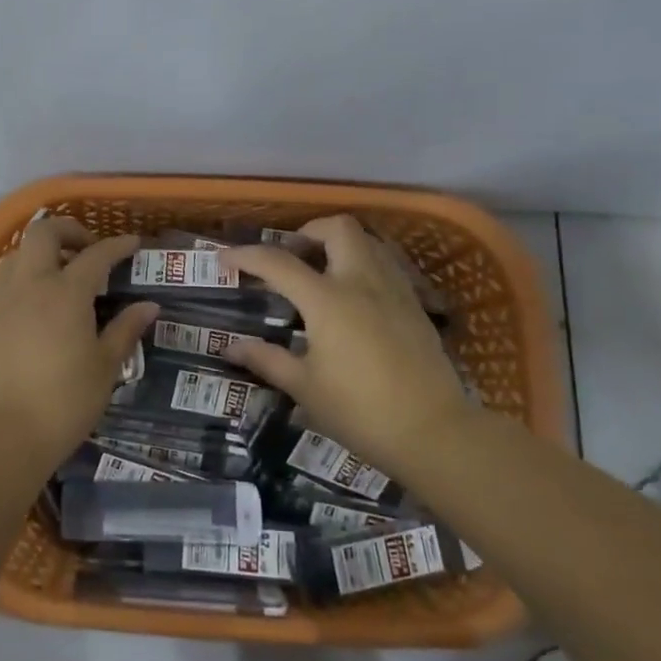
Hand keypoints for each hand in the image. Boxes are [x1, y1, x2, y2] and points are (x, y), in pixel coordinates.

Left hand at [0, 217, 157, 467]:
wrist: (3, 434)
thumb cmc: (64, 401)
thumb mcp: (105, 367)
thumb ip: (125, 330)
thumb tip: (148, 306)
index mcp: (66, 293)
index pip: (95, 255)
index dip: (117, 245)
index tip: (134, 243)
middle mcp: (31, 285)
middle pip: (43, 233)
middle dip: (68, 230)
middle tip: (89, 249)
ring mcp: (5, 302)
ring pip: (17, 253)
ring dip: (41, 250)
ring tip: (63, 272)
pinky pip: (7, 281)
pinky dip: (26, 275)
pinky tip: (41, 302)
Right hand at [221, 215, 476, 478]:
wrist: (434, 431)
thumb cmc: (360, 411)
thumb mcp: (305, 388)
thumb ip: (267, 360)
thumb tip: (231, 347)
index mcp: (327, 300)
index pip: (279, 263)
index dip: (247, 255)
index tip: (226, 257)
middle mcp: (361, 281)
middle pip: (337, 228)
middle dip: (309, 231)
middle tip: (292, 255)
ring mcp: (394, 289)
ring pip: (368, 241)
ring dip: (340, 244)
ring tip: (323, 270)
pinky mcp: (415, 304)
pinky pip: (387, 264)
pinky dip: (364, 263)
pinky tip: (356, 294)